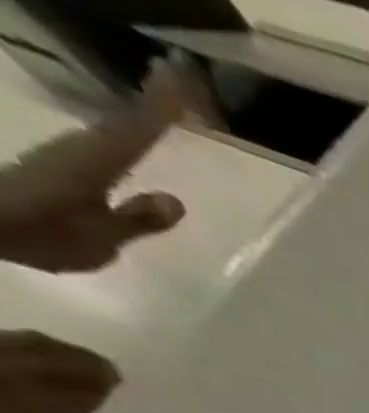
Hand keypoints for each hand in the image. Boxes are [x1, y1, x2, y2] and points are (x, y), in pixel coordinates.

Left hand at [0, 72, 187, 273]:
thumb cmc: (45, 232)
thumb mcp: (101, 236)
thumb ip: (137, 218)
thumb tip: (174, 201)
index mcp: (96, 161)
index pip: (136, 130)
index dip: (159, 105)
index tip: (180, 77)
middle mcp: (83, 148)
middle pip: (126, 120)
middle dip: (152, 101)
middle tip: (177, 76)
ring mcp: (71, 154)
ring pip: (117, 128)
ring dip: (141, 114)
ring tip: (164, 101)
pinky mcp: (64, 164)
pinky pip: (109, 143)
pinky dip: (128, 133)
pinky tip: (138, 135)